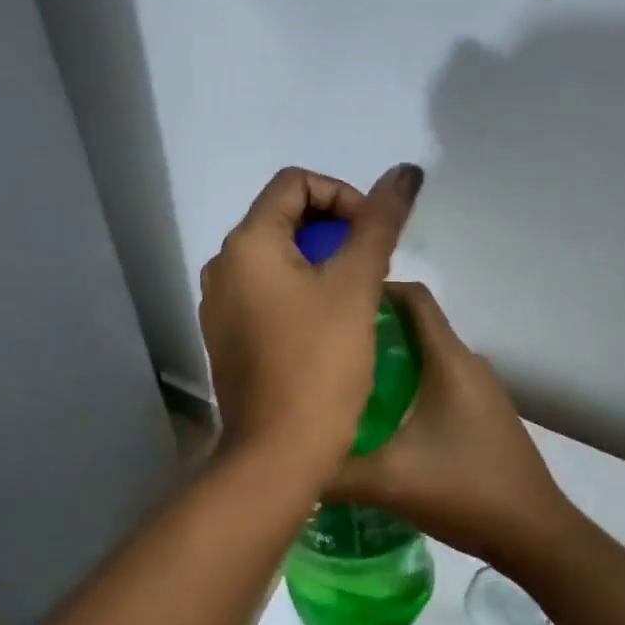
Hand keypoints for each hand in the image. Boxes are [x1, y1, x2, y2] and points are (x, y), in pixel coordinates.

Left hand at [200, 164, 423, 482]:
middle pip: (282, 218)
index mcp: (246, 243)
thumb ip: (379, 223)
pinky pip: (264, 293)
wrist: (277, 453)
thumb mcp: (356, 286)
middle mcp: (222, 266)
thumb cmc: (319, 363)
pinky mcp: (226, 336)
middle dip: (333, 231)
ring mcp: (219, 304)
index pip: (294, 183)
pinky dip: (298, 292)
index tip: (372, 233)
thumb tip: (405, 171)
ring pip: (275, 259)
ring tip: (354, 297)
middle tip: (369, 267)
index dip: (342, 195)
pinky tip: (326, 326)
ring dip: (319, 263)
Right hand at [328, 283, 572, 572]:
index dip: (375, 291)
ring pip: (427, 356)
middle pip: (415, 325)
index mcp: (448, 361)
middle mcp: (468, 364)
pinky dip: (408, 385)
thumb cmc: (464, 490)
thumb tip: (283, 462)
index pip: (414, 297)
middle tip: (325, 348)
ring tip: (344, 381)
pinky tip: (381, 419)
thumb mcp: (387, 481)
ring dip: (389, 360)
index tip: (333, 304)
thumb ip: (331, 471)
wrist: (535, 535)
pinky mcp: (484, 414)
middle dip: (371, 329)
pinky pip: (439, 381)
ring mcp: (481, 390)